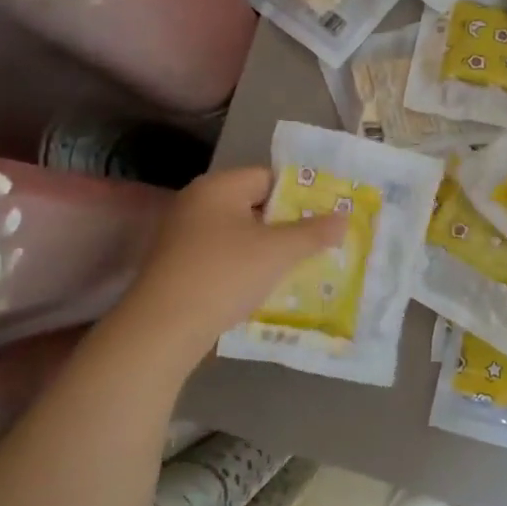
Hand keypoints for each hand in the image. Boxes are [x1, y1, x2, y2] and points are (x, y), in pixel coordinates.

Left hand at [128, 167, 345, 342]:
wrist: (163, 328)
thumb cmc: (224, 275)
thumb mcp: (277, 252)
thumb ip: (313, 232)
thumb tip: (343, 217)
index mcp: (218, 187)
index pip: (268, 177)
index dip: (300, 195)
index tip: (326, 217)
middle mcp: (197, 203)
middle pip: (254, 205)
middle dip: (287, 224)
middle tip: (319, 242)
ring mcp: (182, 235)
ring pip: (239, 234)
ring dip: (267, 249)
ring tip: (298, 266)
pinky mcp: (177, 266)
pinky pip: (222, 256)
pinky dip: (244, 266)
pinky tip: (263, 287)